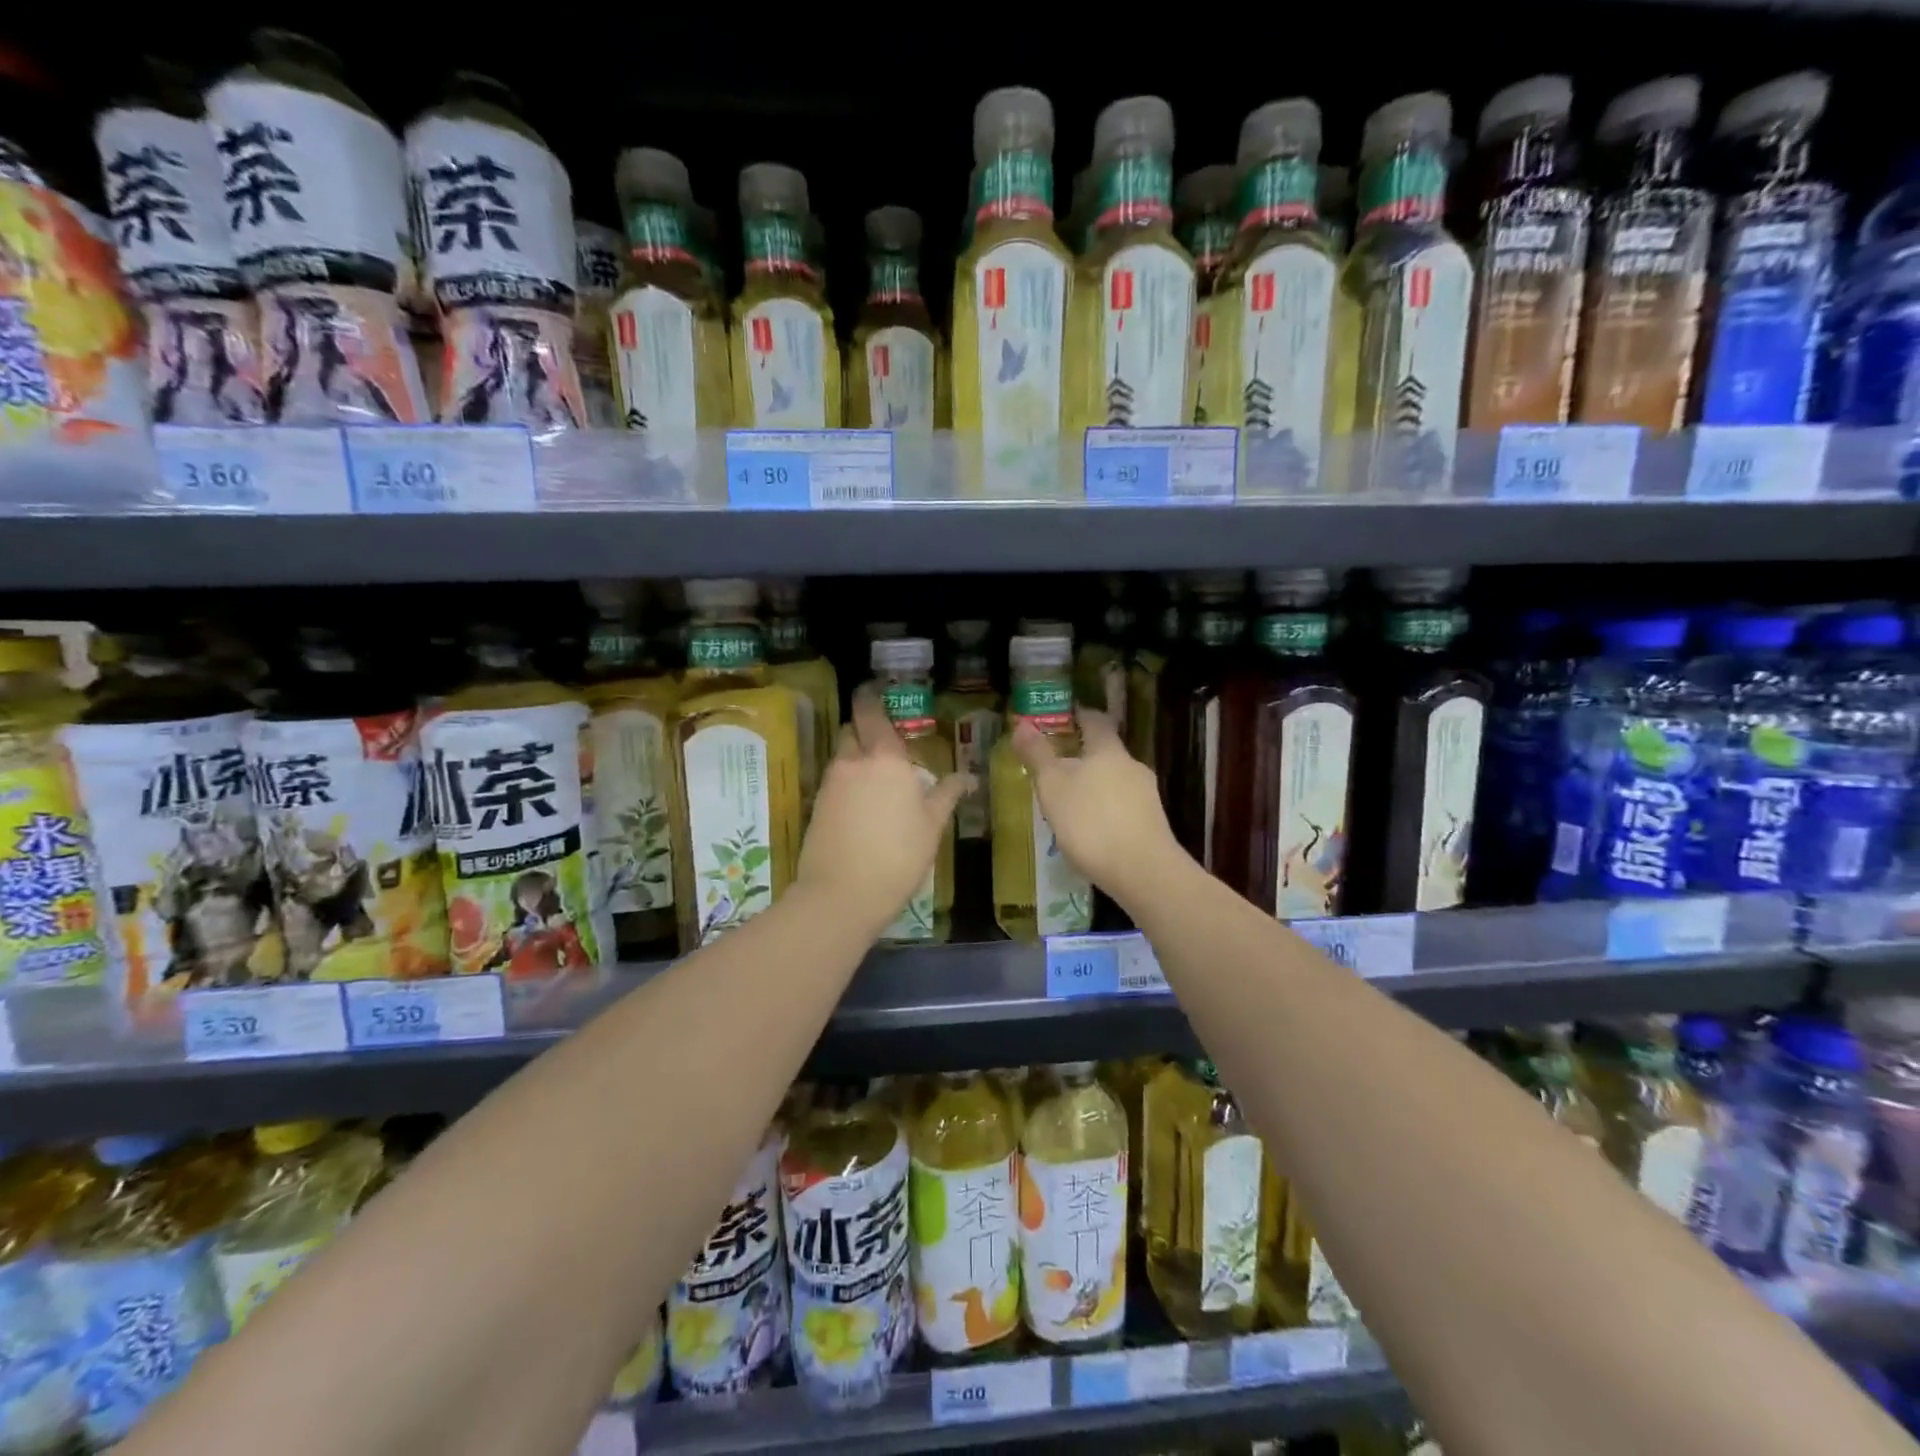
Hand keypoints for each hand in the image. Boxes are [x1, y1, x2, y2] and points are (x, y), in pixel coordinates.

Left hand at [797, 685, 969, 935]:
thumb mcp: (932, 826)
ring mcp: (830, 784)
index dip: (871, 698)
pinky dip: (847, 782)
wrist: (841, 895)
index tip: (875, 691)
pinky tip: (862, 805)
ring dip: (856, 758)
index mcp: (885, 758)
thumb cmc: (898, 856)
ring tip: (878, 779)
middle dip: (865, 729)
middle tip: (885, 742)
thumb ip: (946, 795)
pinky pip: (834, 781)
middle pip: (852, 731)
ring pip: (842, 757)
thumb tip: (968, 777)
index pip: (871, 713)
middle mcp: (853, 762)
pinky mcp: (817, 806)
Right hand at [1011, 705, 1185, 909]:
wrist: (1142, 872)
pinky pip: (1124, 806)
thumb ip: (1037, 755)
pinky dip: (1106, 810)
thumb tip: (1021, 723)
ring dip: (1095, 785)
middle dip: (1084, 756)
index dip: (1080, 716)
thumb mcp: (1053, 786)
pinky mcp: (1152, 824)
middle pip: (1107, 752)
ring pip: (1116, 780)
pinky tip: (1092, 829)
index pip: (1096, 720)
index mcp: (1108, 750)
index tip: (1066, 717)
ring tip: (1071, 801)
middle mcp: (1132, 766)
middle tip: (1058, 766)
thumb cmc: (1091, 821)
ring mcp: (1146, 795)